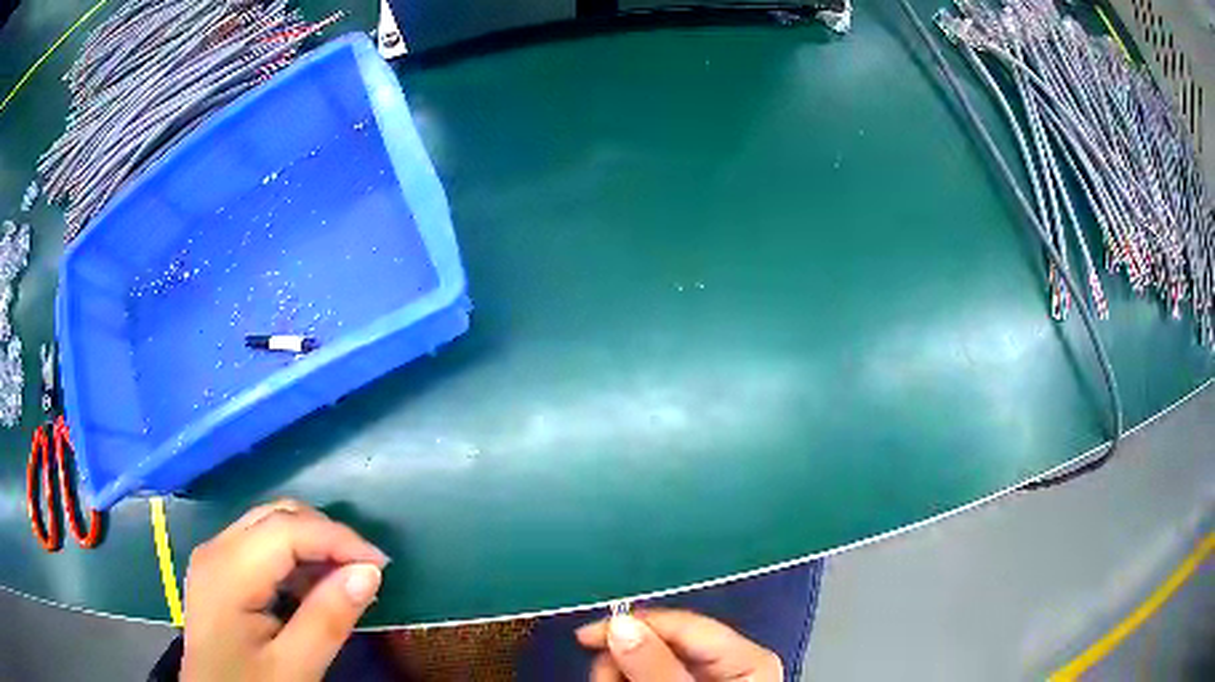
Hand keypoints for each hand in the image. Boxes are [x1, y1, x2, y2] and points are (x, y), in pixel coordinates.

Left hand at [180, 499, 388, 681]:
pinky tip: (313, 588)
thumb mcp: (294, 667)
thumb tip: (370, 572)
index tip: (382, 566)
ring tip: (346, 581)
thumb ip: (328, 619)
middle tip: (366, 571)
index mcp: (228, 569)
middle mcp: (216, 548)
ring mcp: (214, 556)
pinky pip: (261, 545)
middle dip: (326, 535)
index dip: (338, 538)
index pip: (287, 528)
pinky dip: (294, 558)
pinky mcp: (218, 569)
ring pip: (269, 525)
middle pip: (276, 515)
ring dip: (312, 545)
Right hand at [576, 608, 782, 680]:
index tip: (586, 638)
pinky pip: (651, 677)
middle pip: (666, 642)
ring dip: (622, 675)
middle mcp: (731, 663)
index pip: (684, 625)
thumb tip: (620, 625)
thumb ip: (655, 668)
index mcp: (746, 659)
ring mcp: (711, 679)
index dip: (635, 623)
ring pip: (652, 659)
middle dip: (625, 659)